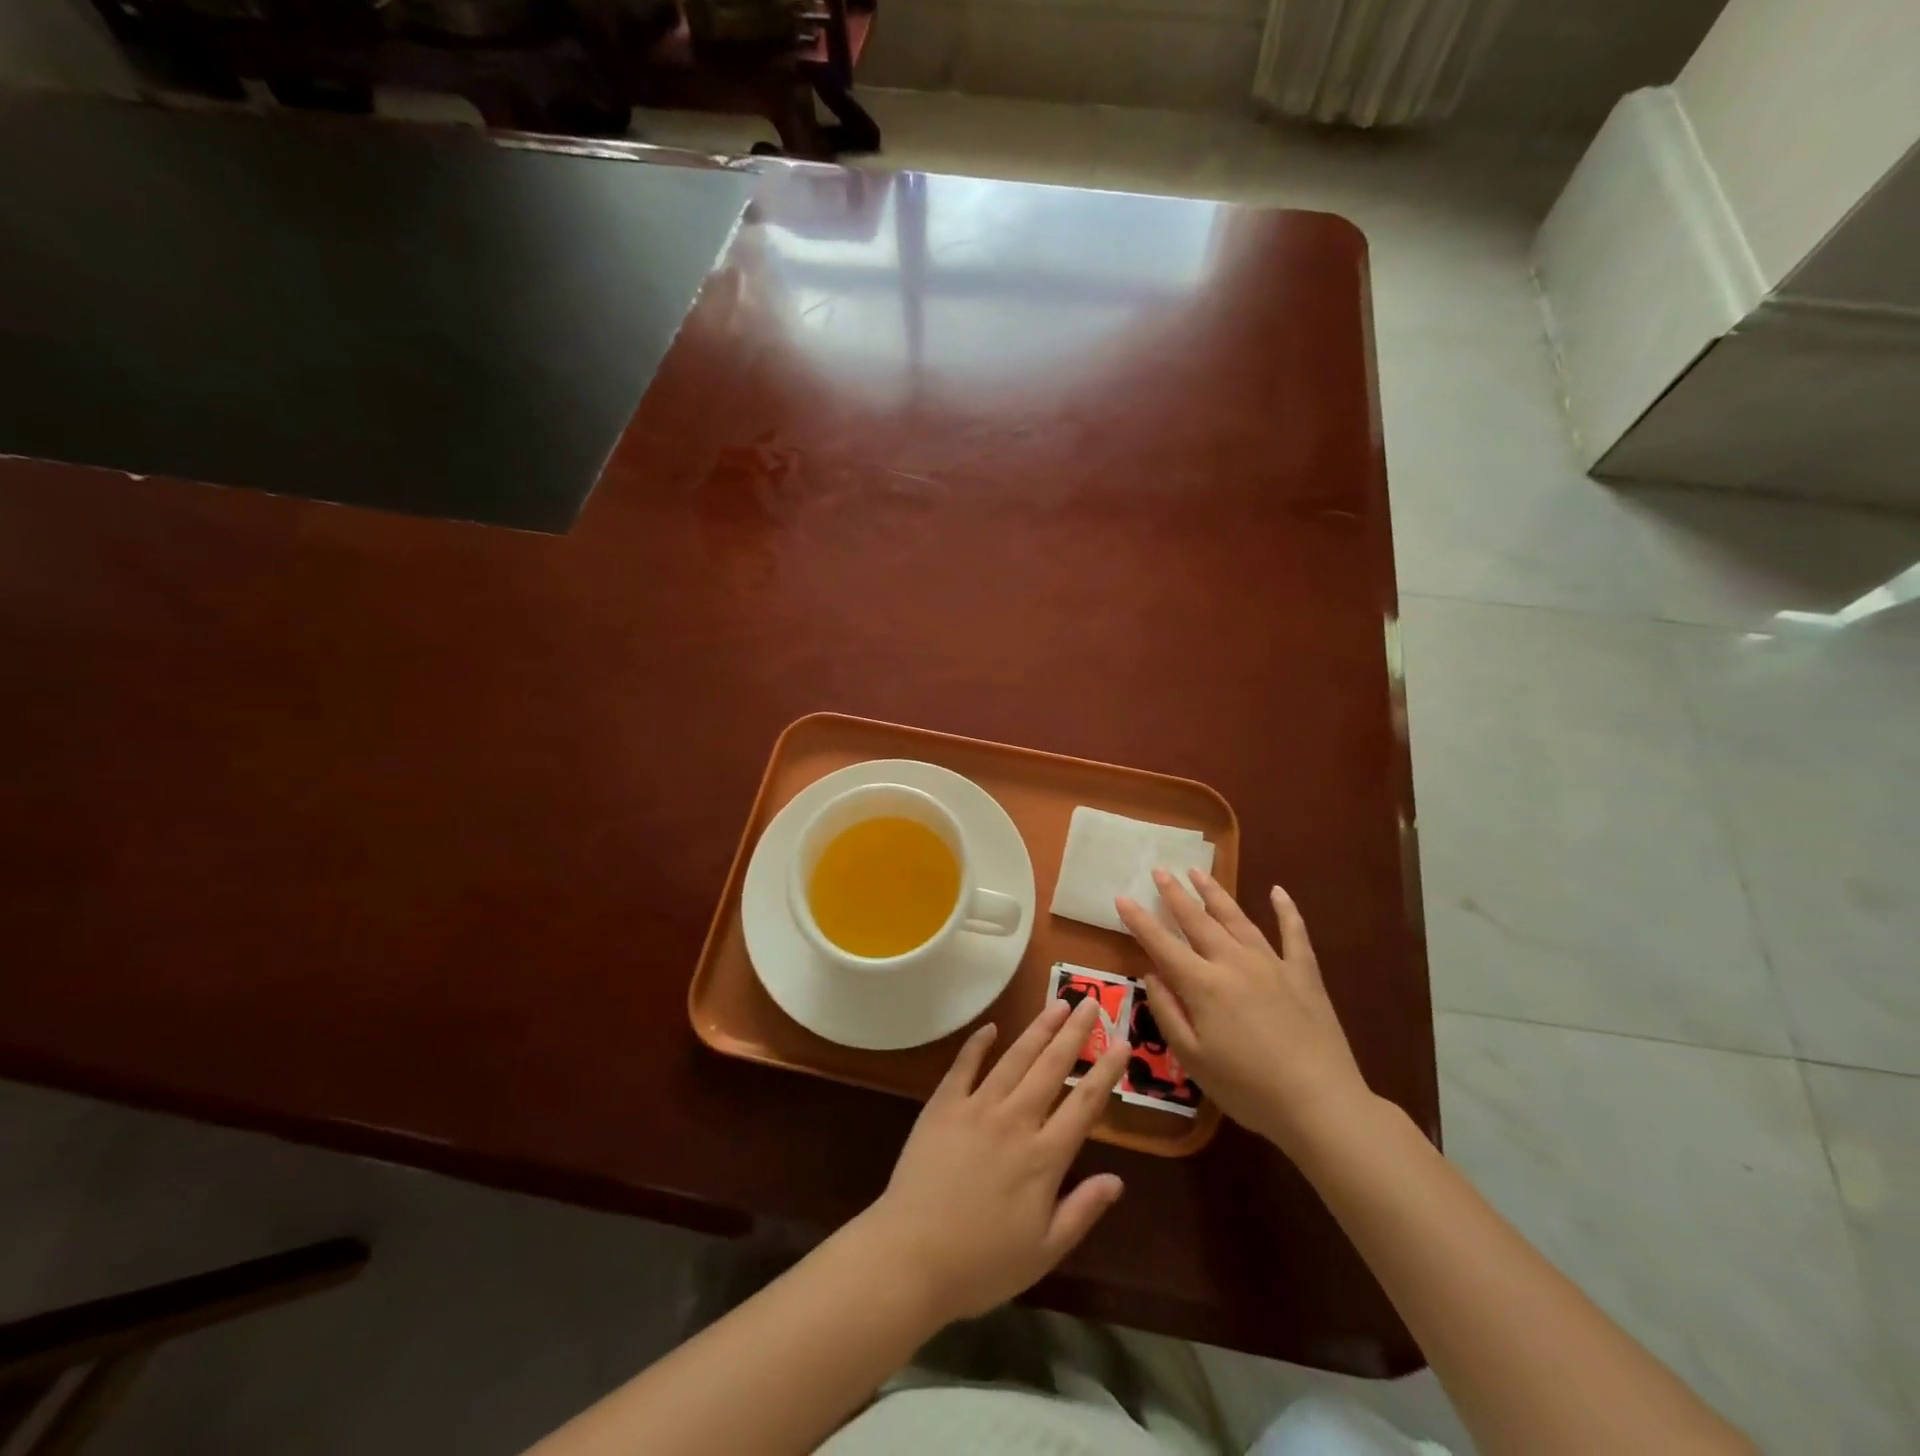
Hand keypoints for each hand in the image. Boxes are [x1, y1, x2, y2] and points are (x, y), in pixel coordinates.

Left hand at [859, 999, 1128, 1325]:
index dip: (1106, 1071)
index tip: (1122, 1042)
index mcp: (1044, 1157)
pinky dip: (978, 1044)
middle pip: (1052, 1067)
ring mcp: (977, 1107)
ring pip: (1015, 1058)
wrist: (911, 1256)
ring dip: (1038, 1029)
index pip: (1085, 1104)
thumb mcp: (1044, 1252)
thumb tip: (1118, 1180)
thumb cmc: (981, 1264)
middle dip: (1075, 1033)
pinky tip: (991, 1027)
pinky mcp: (943, 1105)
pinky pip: (964, 1065)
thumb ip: (1082, 1211)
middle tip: (1091, 1002)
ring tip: (1058, 1004)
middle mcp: (1015, 1121)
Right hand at [1116, 868, 1372, 1157]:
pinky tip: (1278, 891)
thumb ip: (1168, 1012)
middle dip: (1175, 894)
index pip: (1162, 944)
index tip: (1122, 897)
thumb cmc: (1247, 1088)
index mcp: (1203, 985)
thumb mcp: (1192, 1058)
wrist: (1321, 1104)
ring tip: (1198, 871)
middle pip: (1198, 921)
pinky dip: (1286, 910)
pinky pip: (1294, 934)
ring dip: (1215, 893)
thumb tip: (1152, 975)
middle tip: (1159, 870)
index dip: (1140, 921)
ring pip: (1237, 918)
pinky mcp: (1304, 974)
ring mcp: (1272, 964)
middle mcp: (1233, 962)